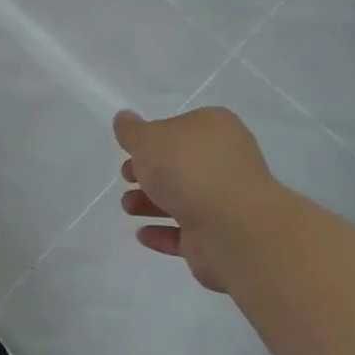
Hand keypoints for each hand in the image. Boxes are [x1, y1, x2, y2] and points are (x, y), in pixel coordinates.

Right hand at [114, 106, 289, 292]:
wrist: (230, 226)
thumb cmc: (188, 168)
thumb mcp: (148, 139)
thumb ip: (132, 131)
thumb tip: (124, 118)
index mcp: (215, 128)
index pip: (180, 128)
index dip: (153, 139)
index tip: (130, 151)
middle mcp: (225, 161)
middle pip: (180, 165)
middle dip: (149, 173)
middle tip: (127, 178)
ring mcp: (225, 200)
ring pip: (182, 198)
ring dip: (151, 203)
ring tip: (128, 208)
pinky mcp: (220, 236)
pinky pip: (186, 232)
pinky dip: (164, 232)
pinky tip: (142, 234)